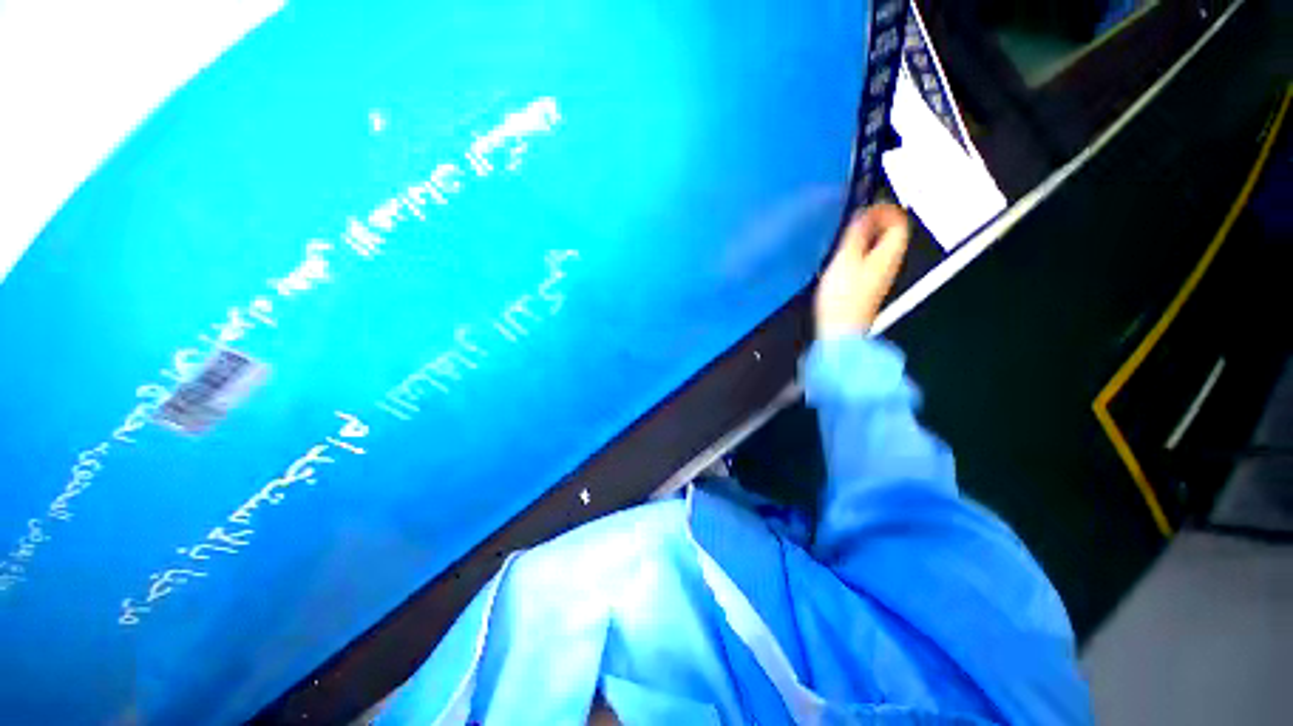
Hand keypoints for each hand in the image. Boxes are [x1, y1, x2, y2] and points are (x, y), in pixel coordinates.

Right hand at [814, 204, 909, 338]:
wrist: (840, 330)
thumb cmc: (843, 298)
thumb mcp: (846, 259)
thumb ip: (856, 234)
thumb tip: (864, 213)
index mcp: (889, 254)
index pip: (899, 222)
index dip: (887, 208)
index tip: (870, 203)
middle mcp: (890, 263)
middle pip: (893, 234)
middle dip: (878, 220)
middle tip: (859, 214)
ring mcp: (881, 276)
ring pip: (882, 247)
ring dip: (869, 235)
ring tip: (850, 232)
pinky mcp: (869, 286)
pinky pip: (872, 259)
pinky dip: (862, 250)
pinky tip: (845, 255)